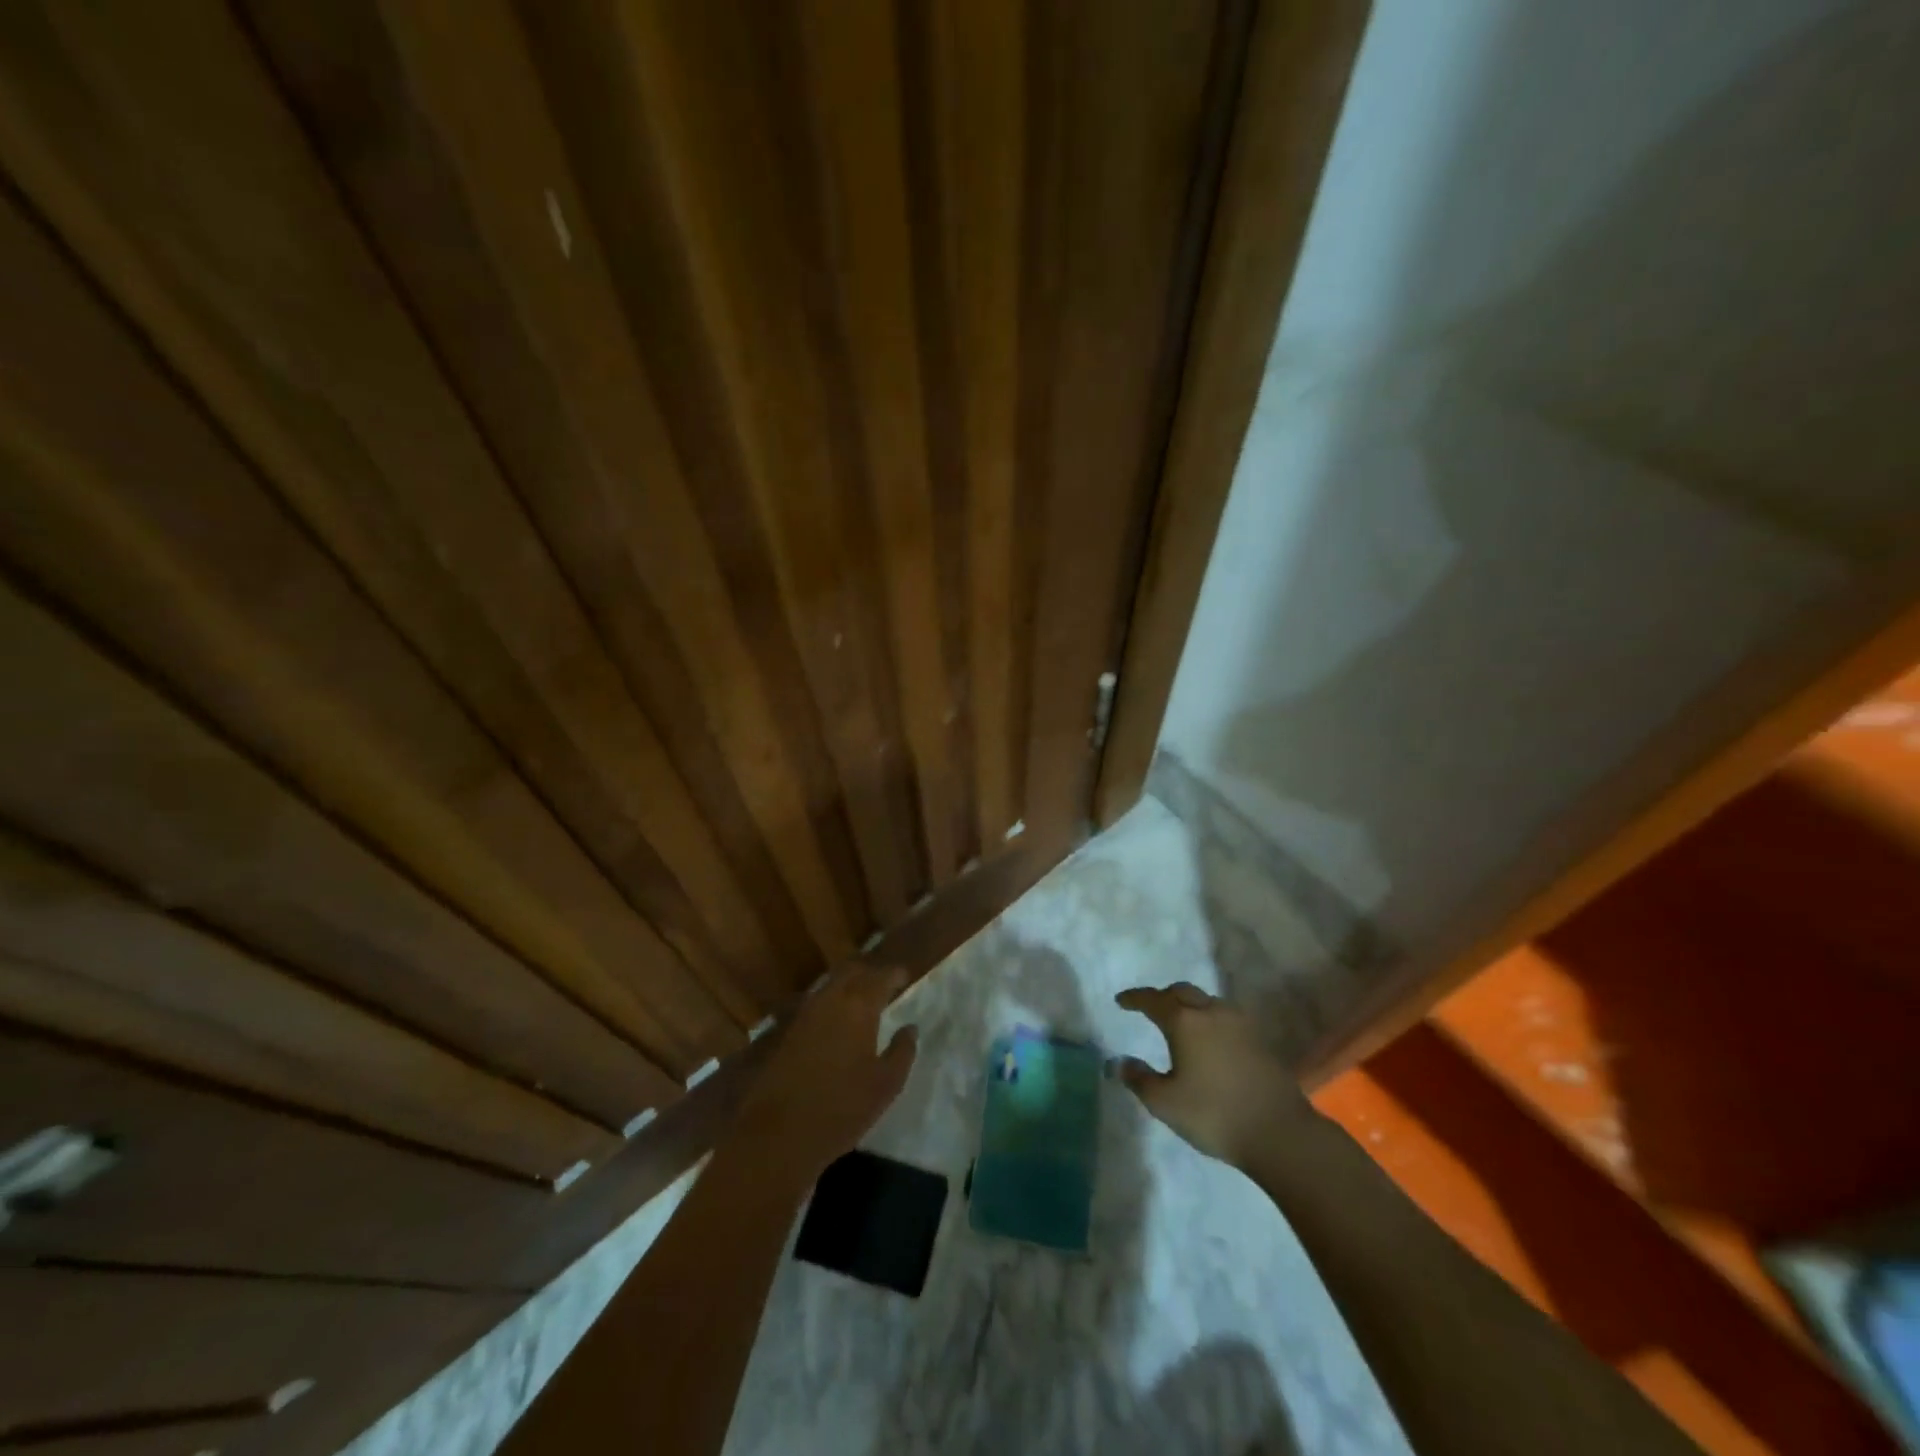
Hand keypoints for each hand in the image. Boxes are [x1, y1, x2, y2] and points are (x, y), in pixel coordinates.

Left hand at [733, 966, 917, 1181]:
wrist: (778, 1134)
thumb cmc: (841, 1108)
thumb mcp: (886, 1085)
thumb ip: (902, 1051)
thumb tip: (910, 1028)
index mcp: (858, 1006)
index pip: (880, 976)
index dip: (895, 973)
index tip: (906, 976)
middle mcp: (830, 999)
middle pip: (851, 971)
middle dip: (870, 972)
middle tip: (885, 982)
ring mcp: (804, 1014)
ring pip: (830, 984)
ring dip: (849, 984)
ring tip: (864, 998)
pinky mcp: (788, 1032)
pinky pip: (816, 1003)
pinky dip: (832, 1002)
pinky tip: (838, 1020)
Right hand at [1114, 982, 1316, 1169]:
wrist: (1280, 1133)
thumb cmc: (1214, 1114)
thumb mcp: (1165, 1103)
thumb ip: (1138, 1079)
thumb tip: (1118, 1062)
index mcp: (1184, 1021)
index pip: (1152, 999)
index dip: (1134, 998)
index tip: (1121, 1001)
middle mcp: (1212, 1012)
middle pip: (1182, 992)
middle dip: (1162, 997)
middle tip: (1150, 1009)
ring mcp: (1240, 1024)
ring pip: (1207, 1002)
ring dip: (1189, 1006)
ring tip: (1180, 1023)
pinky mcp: (1259, 1039)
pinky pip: (1226, 1017)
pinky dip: (1210, 1020)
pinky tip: (1210, 1040)